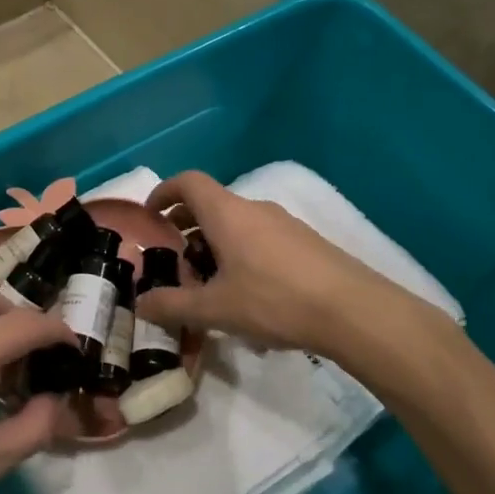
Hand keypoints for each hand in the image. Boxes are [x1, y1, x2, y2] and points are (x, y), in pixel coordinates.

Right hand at [136, 171, 457, 360]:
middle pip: (211, 203)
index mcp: (227, 214)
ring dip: (214, 242)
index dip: (164, 192)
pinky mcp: (305, 242)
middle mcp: (254, 209)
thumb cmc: (274, 300)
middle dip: (186, 225)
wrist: (353, 311)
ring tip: (208, 281)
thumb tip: (141, 305)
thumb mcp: (215, 309)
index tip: (150, 215)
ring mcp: (284, 223)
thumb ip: (173, 305)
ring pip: (237, 223)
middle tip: (173, 257)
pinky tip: (246, 293)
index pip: (188, 182)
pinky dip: (241, 252)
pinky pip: (260, 237)